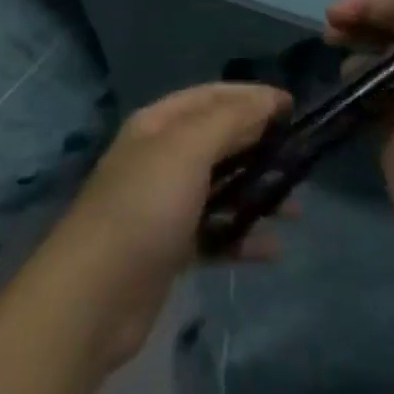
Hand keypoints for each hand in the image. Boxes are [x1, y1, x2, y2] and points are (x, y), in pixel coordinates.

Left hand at [41, 83, 292, 371]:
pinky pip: (215, 232)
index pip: (211, 96)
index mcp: (158, 125)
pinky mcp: (170, 248)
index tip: (293, 107)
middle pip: (218, 141)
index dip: (251, 97)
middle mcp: (160, 157)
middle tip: (300, 159)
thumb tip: (266, 101)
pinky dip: (242, 236)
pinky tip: (271, 249)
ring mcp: (164, 204)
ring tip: (295, 209)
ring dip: (257, 194)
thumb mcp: (187, 150)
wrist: (94, 296)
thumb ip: (229, 121)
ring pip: (220, 188)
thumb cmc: (144, 208)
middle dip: (259, 146)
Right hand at [325, 0, 393, 271]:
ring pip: (378, 64)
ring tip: (331, 50)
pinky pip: (369, 98)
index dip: (375, 6)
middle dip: (361, 25)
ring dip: (355, 52)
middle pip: (393, 35)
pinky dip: (352, 86)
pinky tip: (337, 84)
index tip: (338, 11)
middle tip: (327, 28)